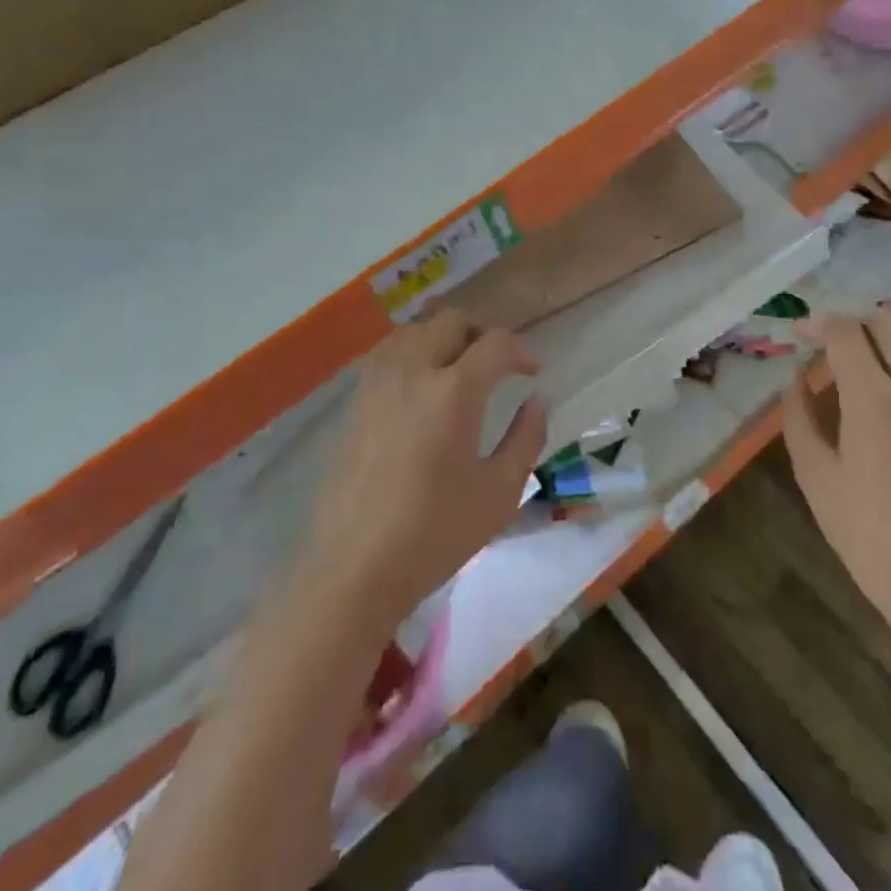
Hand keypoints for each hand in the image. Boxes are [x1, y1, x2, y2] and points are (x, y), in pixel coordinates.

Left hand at [304, 312, 546, 625]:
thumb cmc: (435, 534)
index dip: (520, 350)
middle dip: (482, 332)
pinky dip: (414, 350)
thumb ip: (526, 437)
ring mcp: (378, 383)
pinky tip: (423, 385)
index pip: (495, 343)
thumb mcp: (499, 492)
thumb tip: (536, 400)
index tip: (532, 372)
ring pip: (415, 329)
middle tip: (498, 363)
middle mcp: (413, 372)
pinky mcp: (356, 401)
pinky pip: (389, 352)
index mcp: (453, 392)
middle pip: (451, 320)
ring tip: (461, 366)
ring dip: (445, 336)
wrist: (354, 569)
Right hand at [783, 309, 890, 647]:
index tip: (797, 333)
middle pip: (890, 323)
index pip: (846, 332)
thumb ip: (800, 420)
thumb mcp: (817, 478)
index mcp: (875, 399)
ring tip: (855, 365)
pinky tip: (886, 400)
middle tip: (827, 340)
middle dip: (855, 319)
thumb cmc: (871, 536)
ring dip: (884, 340)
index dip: (817, 323)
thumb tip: (795, 384)